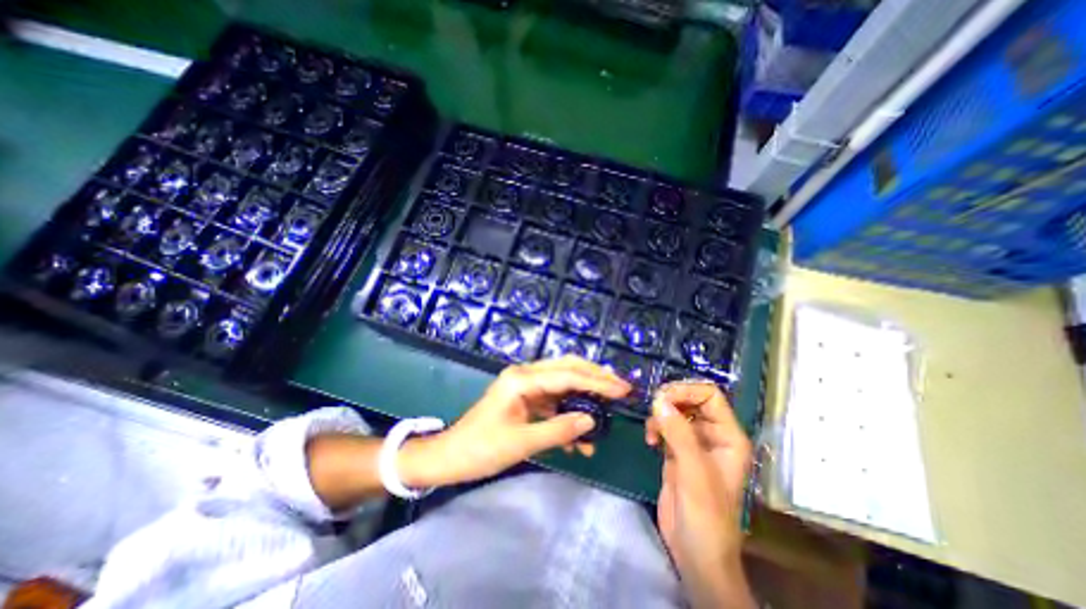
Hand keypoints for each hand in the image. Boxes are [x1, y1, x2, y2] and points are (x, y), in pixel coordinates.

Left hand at [397, 356, 628, 488]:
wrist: (450, 457)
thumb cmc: (481, 449)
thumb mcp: (522, 443)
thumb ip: (559, 430)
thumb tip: (591, 421)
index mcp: (521, 379)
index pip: (567, 375)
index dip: (597, 382)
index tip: (622, 389)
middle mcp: (525, 375)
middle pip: (567, 367)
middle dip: (594, 377)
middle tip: (620, 388)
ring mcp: (525, 385)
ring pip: (562, 384)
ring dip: (583, 399)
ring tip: (604, 416)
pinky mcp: (525, 398)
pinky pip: (553, 400)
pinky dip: (567, 414)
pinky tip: (577, 437)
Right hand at [644, 382, 757, 607]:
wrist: (695, 553)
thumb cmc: (706, 516)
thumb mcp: (694, 473)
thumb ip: (679, 434)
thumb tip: (659, 400)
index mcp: (728, 436)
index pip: (710, 396)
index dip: (687, 390)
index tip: (662, 399)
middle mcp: (712, 434)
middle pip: (690, 399)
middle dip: (670, 401)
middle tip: (653, 411)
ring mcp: (694, 442)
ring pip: (675, 410)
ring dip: (660, 415)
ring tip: (651, 432)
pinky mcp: (677, 451)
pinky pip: (665, 425)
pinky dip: (655, 426)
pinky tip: (650, 440)